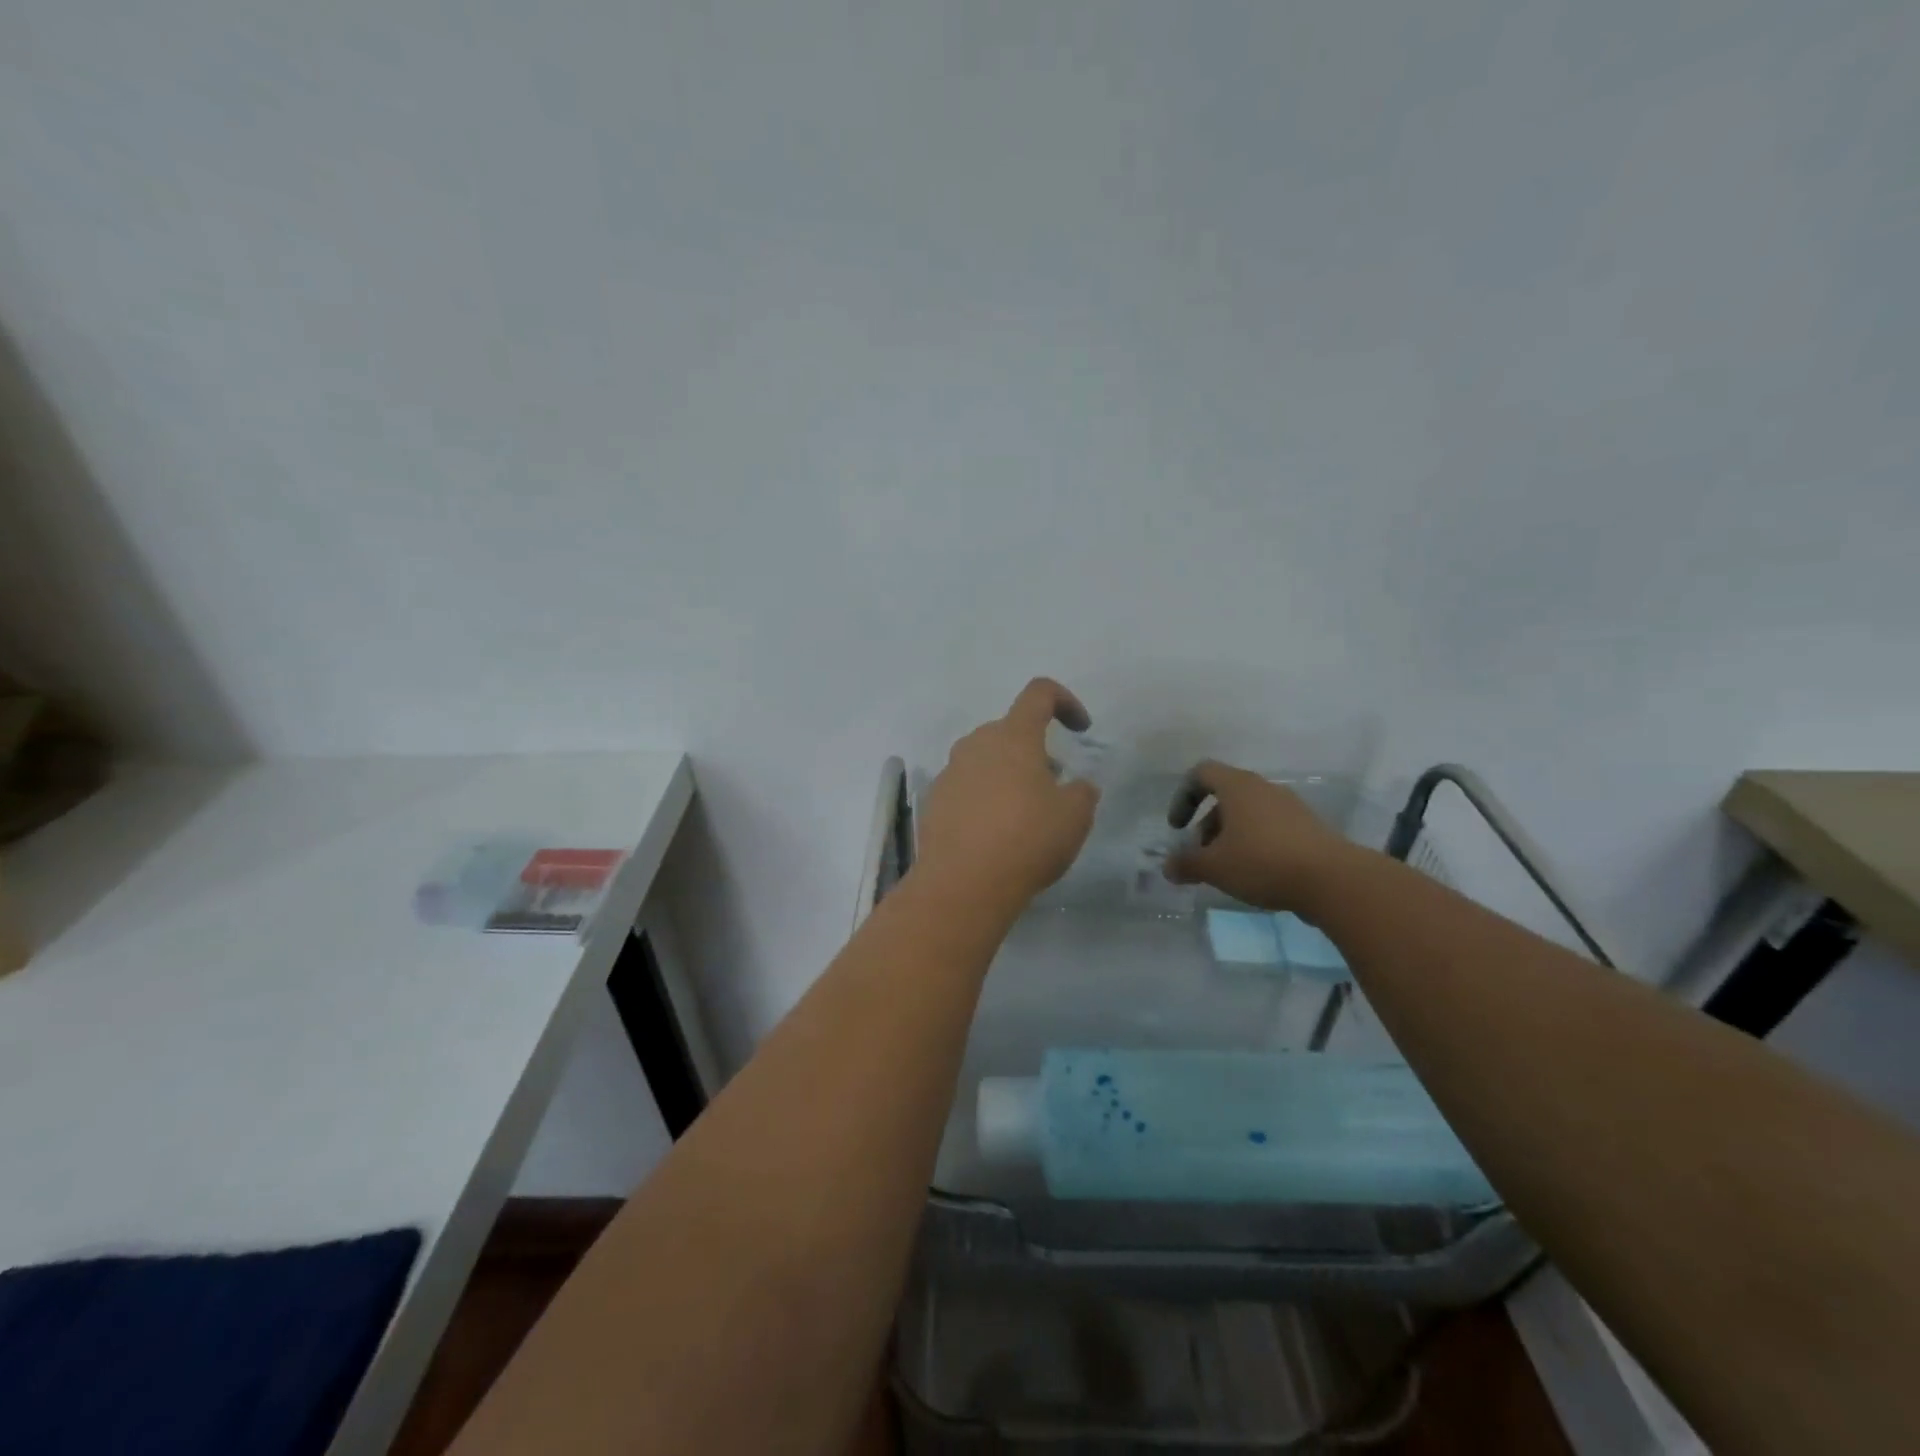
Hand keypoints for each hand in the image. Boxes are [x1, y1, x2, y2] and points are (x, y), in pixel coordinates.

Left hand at [915, 678, 1100, 915]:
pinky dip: (984, 799)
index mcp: (1013, 737)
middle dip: (1035, 749)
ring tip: (1025, 813)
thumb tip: (1076, 786)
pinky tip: (995, 834)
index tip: (1080, 729)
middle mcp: (976, 745)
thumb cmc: (1026, 840)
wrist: (962, 884)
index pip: (1039, 693)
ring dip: (1008, 774)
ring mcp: (950, 772)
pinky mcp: (934, 801)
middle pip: (1010, 730)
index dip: (1065, 701)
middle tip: (1053, 784)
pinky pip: (966, 787)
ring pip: (985, 759)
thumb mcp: (1074, 817)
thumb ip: (1081, 792)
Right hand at [1164, 759, 1362, 912]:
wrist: (1333, 880)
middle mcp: (1264, 788)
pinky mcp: (1309, 827)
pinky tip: (1257, 874)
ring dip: (1231, 836)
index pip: (1201, 773)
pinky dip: (1255, 844)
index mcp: (1238, 787)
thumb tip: (1168, 867)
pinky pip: (1271, 828)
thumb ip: (1186, 864)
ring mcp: (1290, 807)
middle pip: (1225, 796)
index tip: (1178, 827)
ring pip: (1249, 814)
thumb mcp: (1214, 867)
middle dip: (1207, 825)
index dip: (1183, 797)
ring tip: (1228, 870)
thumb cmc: (1262, 862)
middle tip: (1202, 856)